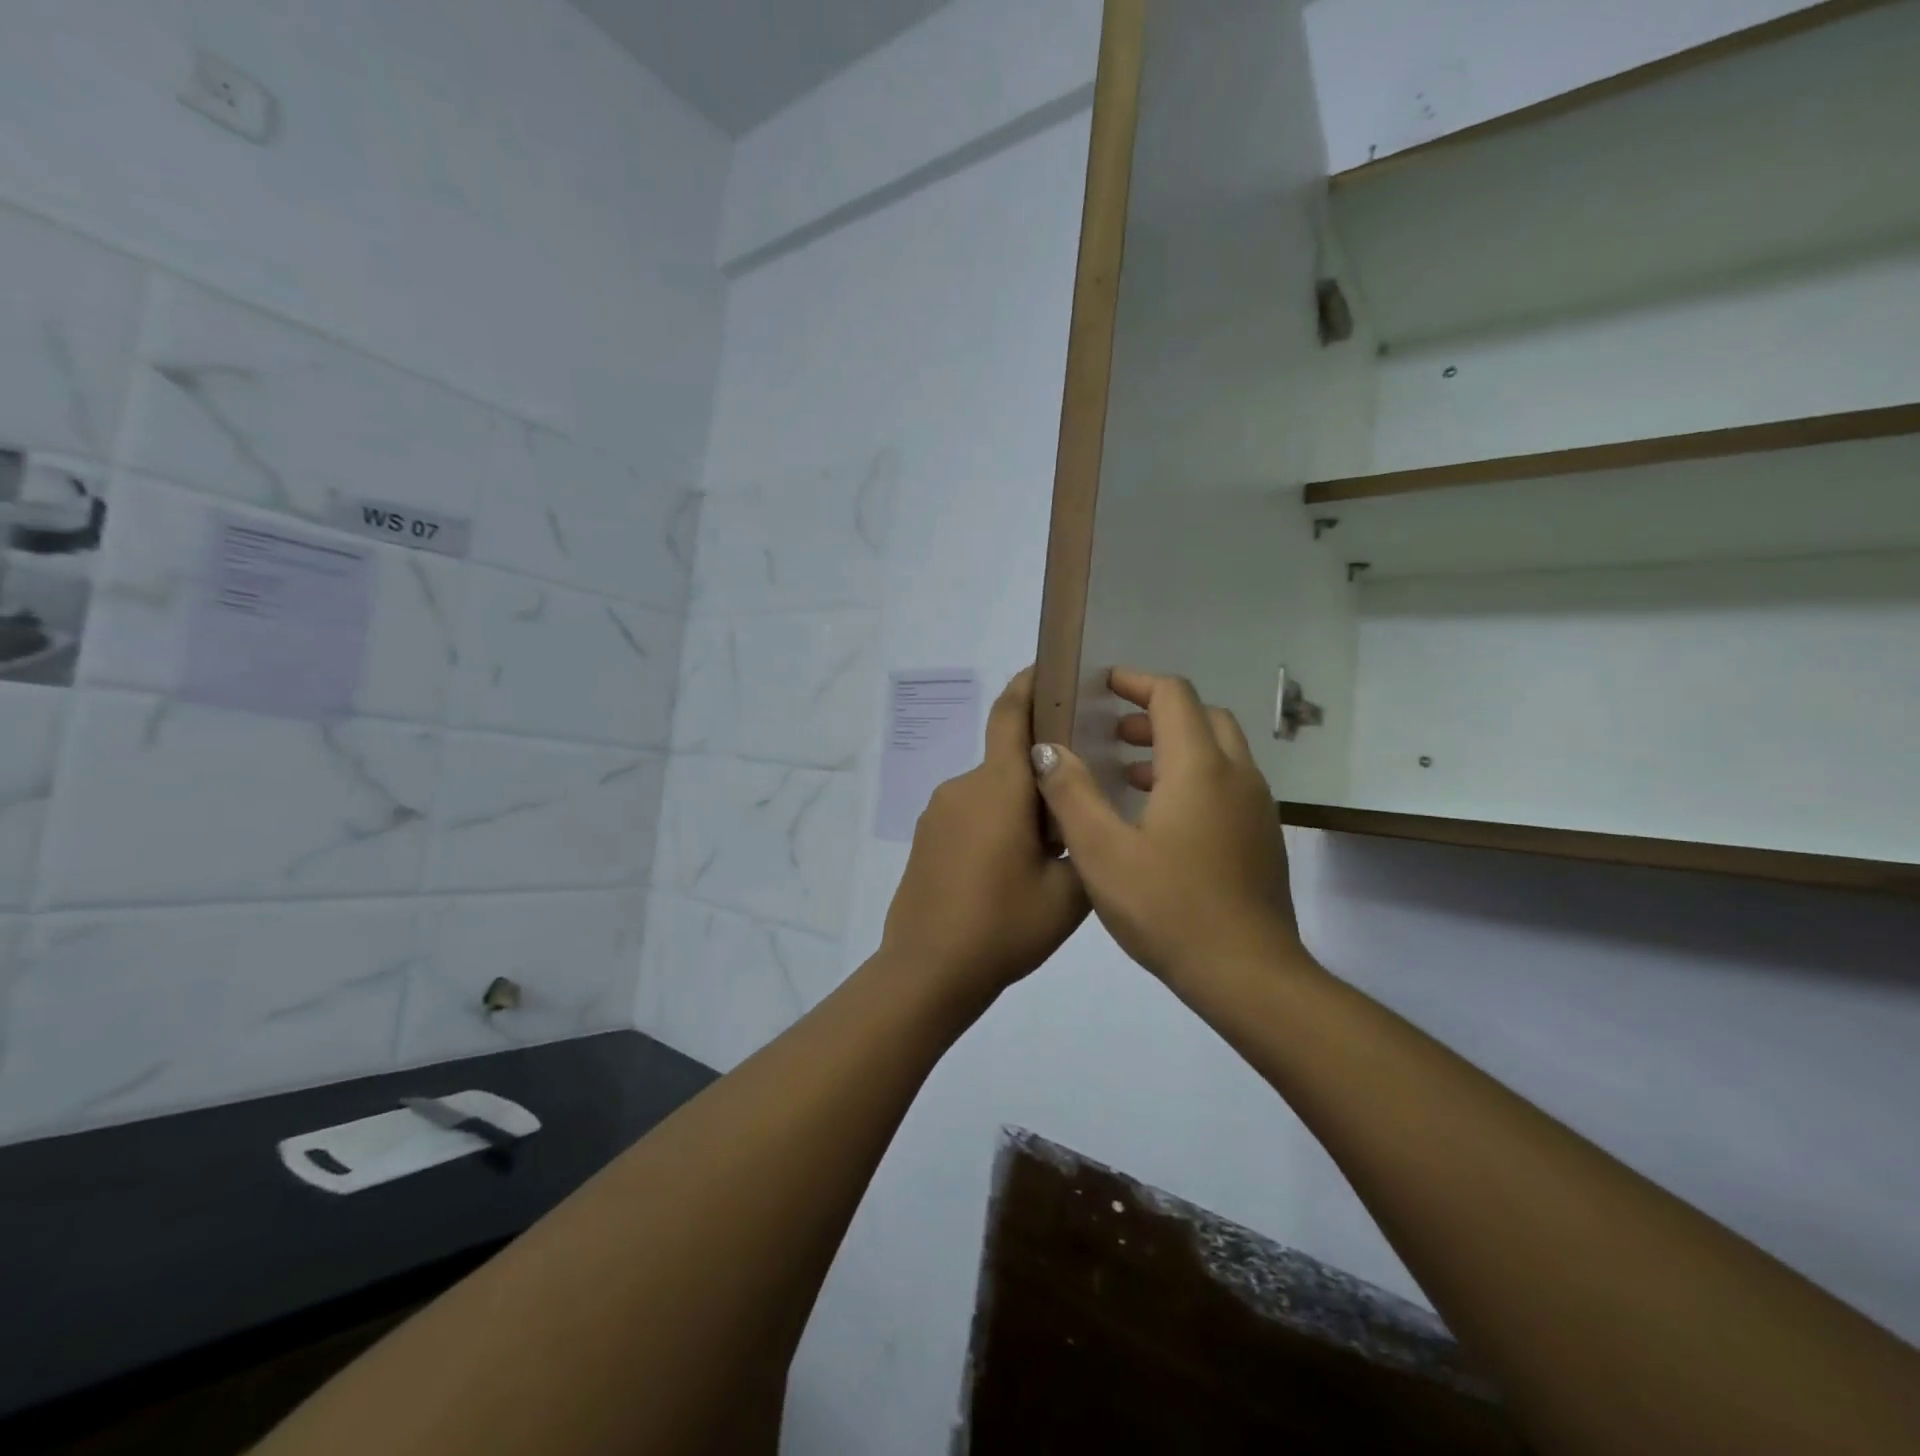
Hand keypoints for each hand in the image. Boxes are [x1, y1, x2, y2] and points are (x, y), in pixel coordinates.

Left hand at [882, 668, 1089, 997]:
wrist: (928, 970)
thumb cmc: (1004, 926)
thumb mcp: (1068, 892)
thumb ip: (1082, 841)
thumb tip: (1073, 817)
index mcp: (999, 787)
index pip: (1010, 715)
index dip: (1028, 684)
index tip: (1047, 668)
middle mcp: (963, 786)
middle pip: (1008, 761)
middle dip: (1041, 776)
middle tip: (1076, 812)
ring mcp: (938, 812)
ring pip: (991, 793)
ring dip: (1018, 807)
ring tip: (1045, 856)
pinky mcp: (925, 837)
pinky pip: (969, 815)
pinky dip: (994, 826)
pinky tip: (1007, 872)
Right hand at [1031, 669, 1300, 988]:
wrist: (1248, 974)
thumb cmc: (1169, 908)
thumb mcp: (1101, 851)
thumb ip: (1070, 793)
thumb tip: (1047, 749)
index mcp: (1200, 768)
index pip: (1173, 695)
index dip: (1136, 682)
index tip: (1102, 685)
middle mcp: (1237, 776)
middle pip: (1202, 717)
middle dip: (1156, 714)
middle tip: (1113, 733)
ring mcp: (1256, 808)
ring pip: (1217, 753)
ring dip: (1174, 748)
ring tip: (1126, 774)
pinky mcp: (1262, 839)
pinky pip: (1226, 785)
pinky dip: (1192, 778)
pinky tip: (1158, 819)